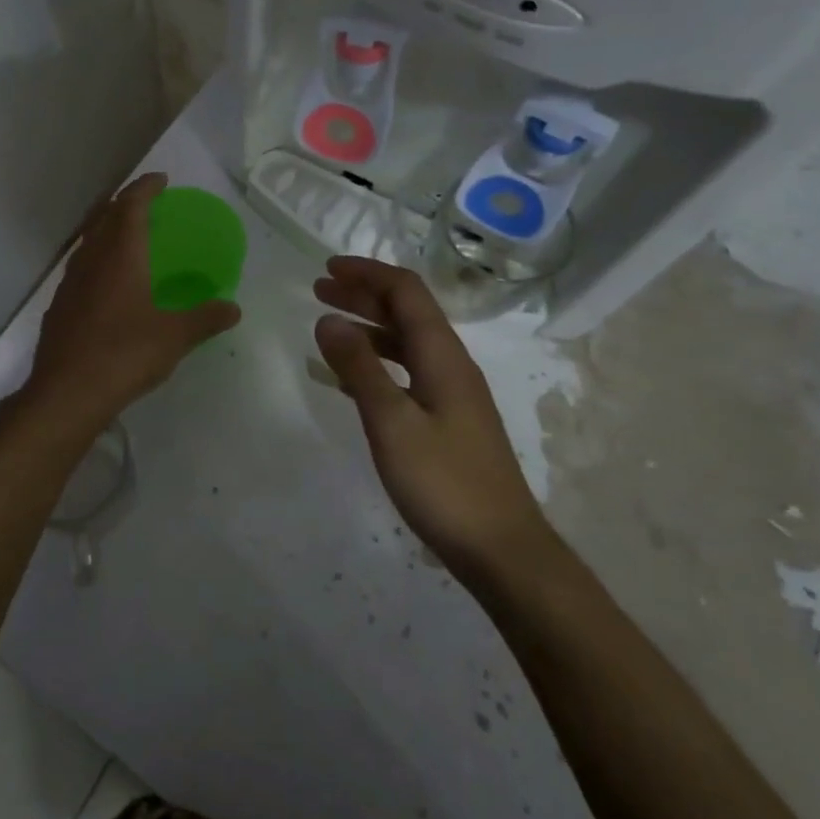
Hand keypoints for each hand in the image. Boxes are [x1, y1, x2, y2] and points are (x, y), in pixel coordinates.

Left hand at [26, 174, 241, 425]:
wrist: (66, 393)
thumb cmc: (124, 355)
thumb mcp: (175, 337)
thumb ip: (205, 318)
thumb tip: (233, 309)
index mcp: (120, 255)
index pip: (130, 205)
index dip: (145, 187)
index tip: (161, 180)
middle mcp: (91, 260)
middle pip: (105, 216)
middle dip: (125, 202)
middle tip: (146, 202)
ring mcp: (70, 282)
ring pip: (89, 240)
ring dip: (108, 228)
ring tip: (128, 237)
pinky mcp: (59, 305)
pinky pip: (81, 266)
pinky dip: (97, 258)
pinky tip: (107, 281)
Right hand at [313, 257, 545, 571]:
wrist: (501, 549)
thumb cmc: (444, 483)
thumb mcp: (392, 423)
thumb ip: (359, 368)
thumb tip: (328, 318)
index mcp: (443, 356)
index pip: (406, 292)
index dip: (367, 273)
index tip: (326, 269)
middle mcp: (451, 365)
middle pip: (406, 312)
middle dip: (362, 295)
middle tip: (318, 290)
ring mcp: (452, 394)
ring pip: (406, 342)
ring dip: (368, 327)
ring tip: (328, 327)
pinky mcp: (448, 421)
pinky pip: (406, 373)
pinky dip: (375, 363)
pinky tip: (349, 379)